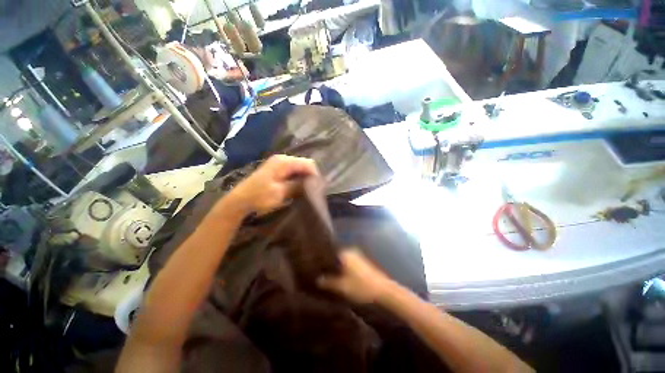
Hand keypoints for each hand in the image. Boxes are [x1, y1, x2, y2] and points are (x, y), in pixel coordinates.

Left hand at [225, 155, 318, 215]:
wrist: (240, 200)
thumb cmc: (259, 196)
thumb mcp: (280, 192)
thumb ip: (298, 185)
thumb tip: (313, 183)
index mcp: (284, 162)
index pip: (308, 164)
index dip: (315, 175)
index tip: (317, 188)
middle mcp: (283, 159)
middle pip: (304, 164)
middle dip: (310, 176)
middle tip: (313, 190)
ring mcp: (279, 163)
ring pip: (299, 168)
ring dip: (304, 178)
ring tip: (307, 190)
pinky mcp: (277, 169)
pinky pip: (293, 171)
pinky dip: (298, 178)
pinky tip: (298, 188)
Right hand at [317, 250, 394, 303]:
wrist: (383, 290)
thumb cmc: (361, 286)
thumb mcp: (342, 286)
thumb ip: (329, 282)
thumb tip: (318, 279)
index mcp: (345, 253)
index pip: (329, 253)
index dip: (322, 261)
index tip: (315, 267)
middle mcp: (350, 251)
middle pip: (335, 256)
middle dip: (329, 264)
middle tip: (320, 272)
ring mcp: (357, 256)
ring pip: (342, 260)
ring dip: (336, 267)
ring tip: (328, 275)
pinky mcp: (362, 262)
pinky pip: (349, 263)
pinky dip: (343, 268)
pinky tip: (340, 276)